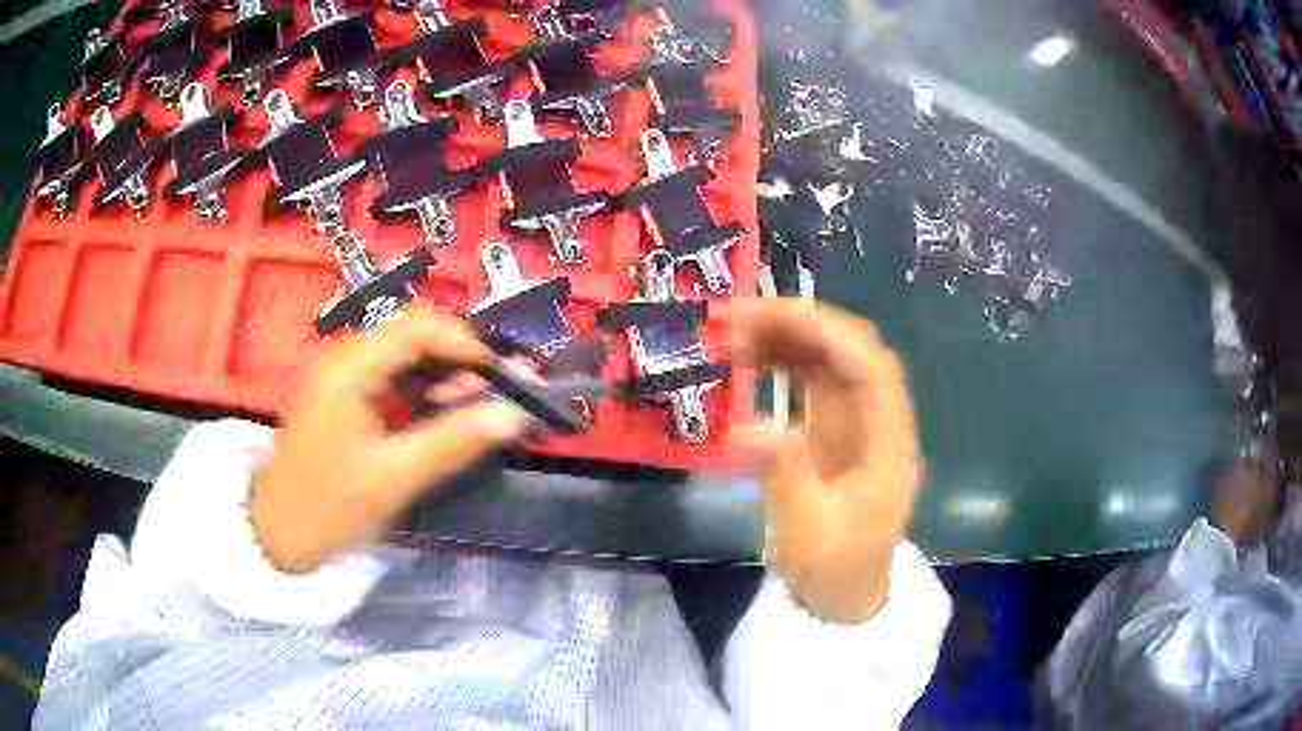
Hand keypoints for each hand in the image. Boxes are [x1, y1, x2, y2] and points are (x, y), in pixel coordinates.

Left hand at [250, 308, 527, 573]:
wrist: (278, 531)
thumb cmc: (330, 504)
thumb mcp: (395, 477)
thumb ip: (454, 441)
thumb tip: (514, 416)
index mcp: (351, 366)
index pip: (417, 327)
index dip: (465, 342)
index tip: (502, 373)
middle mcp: (344, 356)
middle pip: (412, 334)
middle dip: (458, 355)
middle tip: (496, 388)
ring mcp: (341, 374)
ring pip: (403, 353)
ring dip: (442, 371)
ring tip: (475, 401)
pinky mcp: (342, 394)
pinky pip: (390, 375)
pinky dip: (421, 387)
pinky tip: (441, 409)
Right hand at [726, 299, 921, 624]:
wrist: (844, 599)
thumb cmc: (835, 571)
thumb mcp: (809, 533)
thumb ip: (786, 475)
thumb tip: (747, 427)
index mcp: (888, 444)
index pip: (870, 367)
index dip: (826, 333)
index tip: (770, 315)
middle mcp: (879, 423)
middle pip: (851, 353)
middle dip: (798, 325)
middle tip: (736, 316)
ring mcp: (858, 425)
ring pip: (831, 362)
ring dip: (787, 338)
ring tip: (733, 332)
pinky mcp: (836, 433)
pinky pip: (814, 384)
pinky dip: (784, 364)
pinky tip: (752, 358)